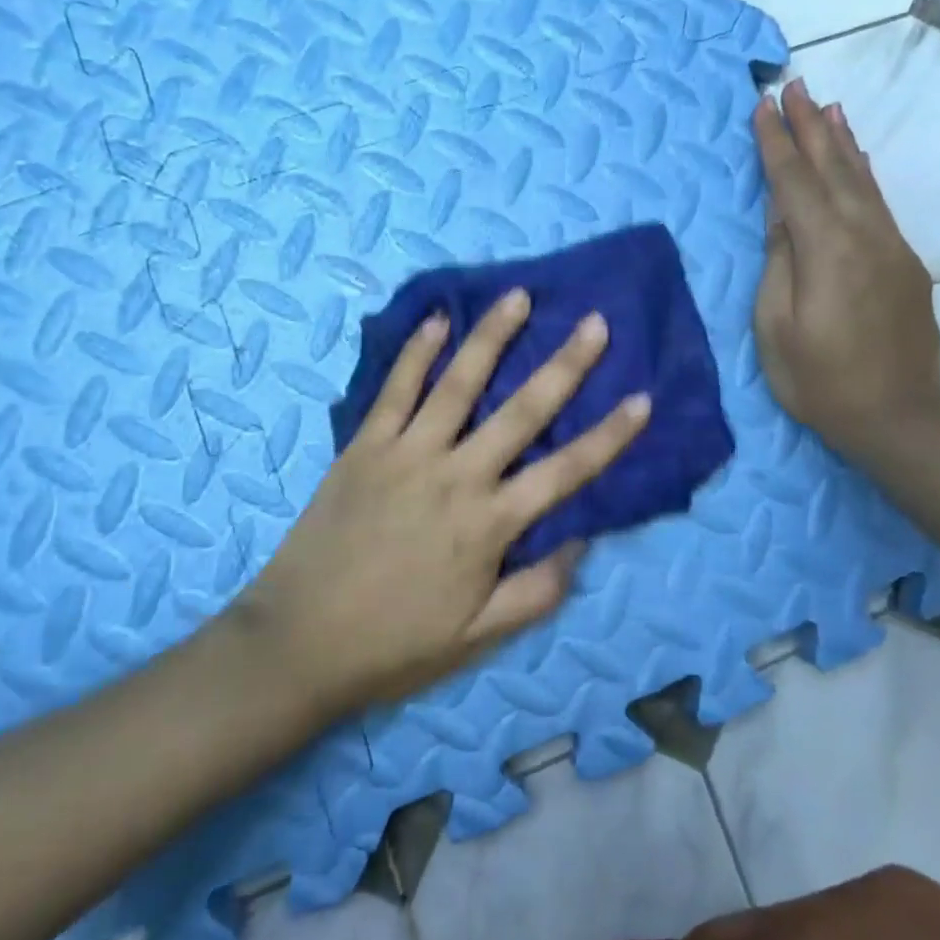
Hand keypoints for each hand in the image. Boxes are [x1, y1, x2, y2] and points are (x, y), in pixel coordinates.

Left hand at [228, 289, 651, 717]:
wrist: (298, 643)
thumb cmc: (395, 643)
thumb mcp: (477, 638)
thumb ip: (536, 591)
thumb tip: (582, 541)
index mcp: (490, 524)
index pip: (566, 472)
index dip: (609, 436)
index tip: (642, 398)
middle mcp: (456, 476)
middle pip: (522, 412)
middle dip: (564, 365)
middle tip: (594, 323)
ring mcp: (407, 454)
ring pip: (458, 384)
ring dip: (491, 338)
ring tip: (518, 296)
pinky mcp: (364, 447)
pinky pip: (394, 391)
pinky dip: (415, 353)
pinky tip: (436, 320)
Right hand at [752, 79, 939, 461]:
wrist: (899, 420)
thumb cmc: (820, 381)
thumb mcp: (776, 327)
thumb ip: (779, 263)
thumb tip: (781, 215)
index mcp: (827, 249)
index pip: (794, 182)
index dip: (776, 143)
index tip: (763, 105)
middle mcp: (865, 235)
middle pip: (834, 168)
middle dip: (811, 125)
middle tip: (794, 86)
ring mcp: (892, 248)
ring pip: (863, 181)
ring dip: (843, 141)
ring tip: (829, 107)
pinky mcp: (907, 264)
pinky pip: (879, 204)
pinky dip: (863, 174)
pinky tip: (857, 162)